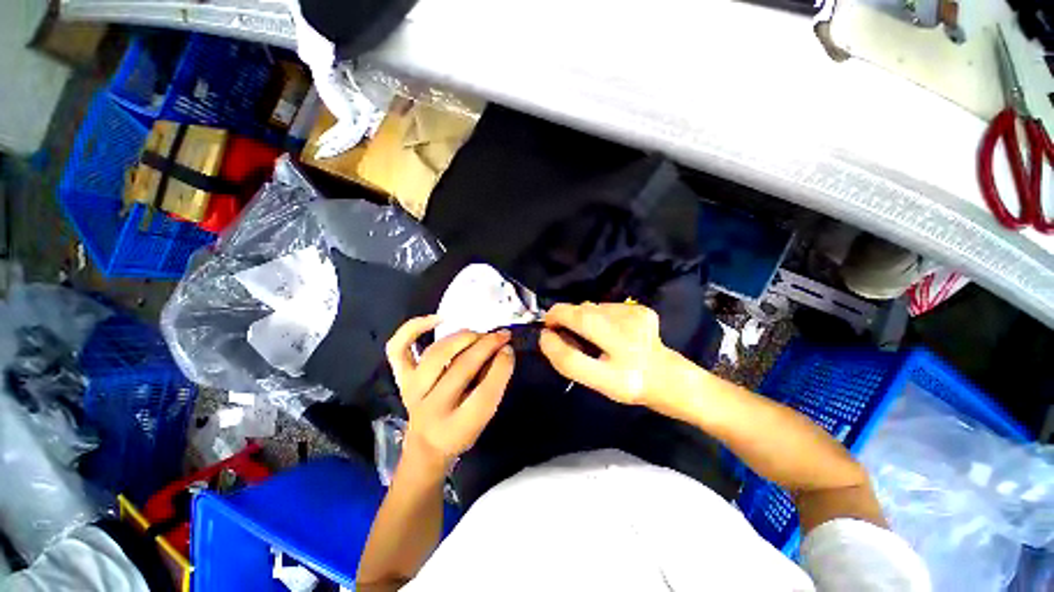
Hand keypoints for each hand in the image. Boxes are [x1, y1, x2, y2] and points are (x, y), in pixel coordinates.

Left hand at [386, 316, 514, 467]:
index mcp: (457, 426)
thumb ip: (493, 384)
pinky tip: (437, 320)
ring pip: (435, 354)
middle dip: (486, 345)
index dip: (501, 367)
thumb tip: (502, 350)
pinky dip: (414, 328)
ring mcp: (412, 390)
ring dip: (462, 338)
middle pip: (461, 368)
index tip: (510, 350)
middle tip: (502, 335)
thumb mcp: (484, 417)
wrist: (426, 445)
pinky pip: (398, 348)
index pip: (484, 393)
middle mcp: (431, 409)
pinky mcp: (401, 378)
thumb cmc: (461, 430)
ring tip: (477, 334)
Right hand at [539, 303, 673, 405]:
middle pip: (583, 319)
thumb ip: (568, 360)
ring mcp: (637, 324)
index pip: (573, 360)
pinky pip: (604, 306)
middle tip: (556, 323)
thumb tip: (548, 334)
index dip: (552, 344)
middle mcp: (630, 348)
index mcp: (617, 379)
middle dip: (562, 315)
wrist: (665, 375)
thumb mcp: (594, 382)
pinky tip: (609, 327)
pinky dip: (597, 313)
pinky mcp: (641, 309)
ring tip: (588, 330)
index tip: (544, 335)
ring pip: (591, 308)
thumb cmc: (624, 383)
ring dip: (580, 315)